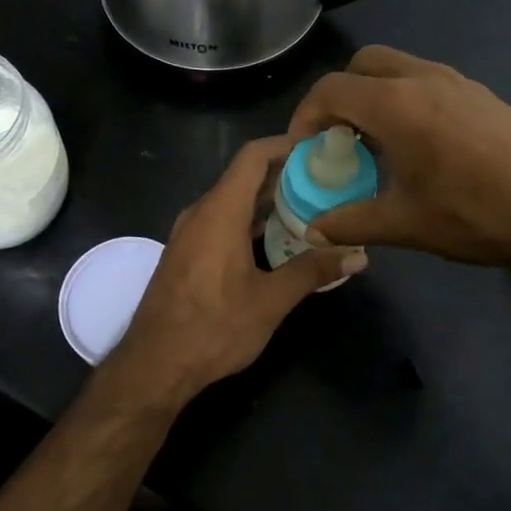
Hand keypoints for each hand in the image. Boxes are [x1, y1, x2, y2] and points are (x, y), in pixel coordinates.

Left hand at [107, 137, 365, 404]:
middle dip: (285, 175)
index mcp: (219, 211)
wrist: (154, 365)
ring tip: (310, 208)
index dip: (285, 144)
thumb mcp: (270, 301)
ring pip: (233, 201)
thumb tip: (357, 256)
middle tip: (326, 181)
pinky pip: (221, 222)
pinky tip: (277, 242)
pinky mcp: (186, 253)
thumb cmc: (213, 328)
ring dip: (268, 201)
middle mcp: (201, 213)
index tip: (319, 147)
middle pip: (244, 177)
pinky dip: (250, 222)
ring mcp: (189, 233)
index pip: (253, 156)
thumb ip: (313, 271)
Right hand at [288, 47, 510, 340]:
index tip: (304, 149)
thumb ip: (351, 222)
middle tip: (338, 137)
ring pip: (397, 68)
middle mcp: (423, 78)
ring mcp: (457, 81)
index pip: (331, 89)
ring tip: (376, 142)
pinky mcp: (481, 93)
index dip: (306, 116)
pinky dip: (405, 98)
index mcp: (396, 104)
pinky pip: (426, 80)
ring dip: (374, 94)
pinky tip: (418, 145)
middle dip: (340, 95)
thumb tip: (314, 231)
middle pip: (362, 64)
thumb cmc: (476, 214)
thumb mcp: (405, 224)